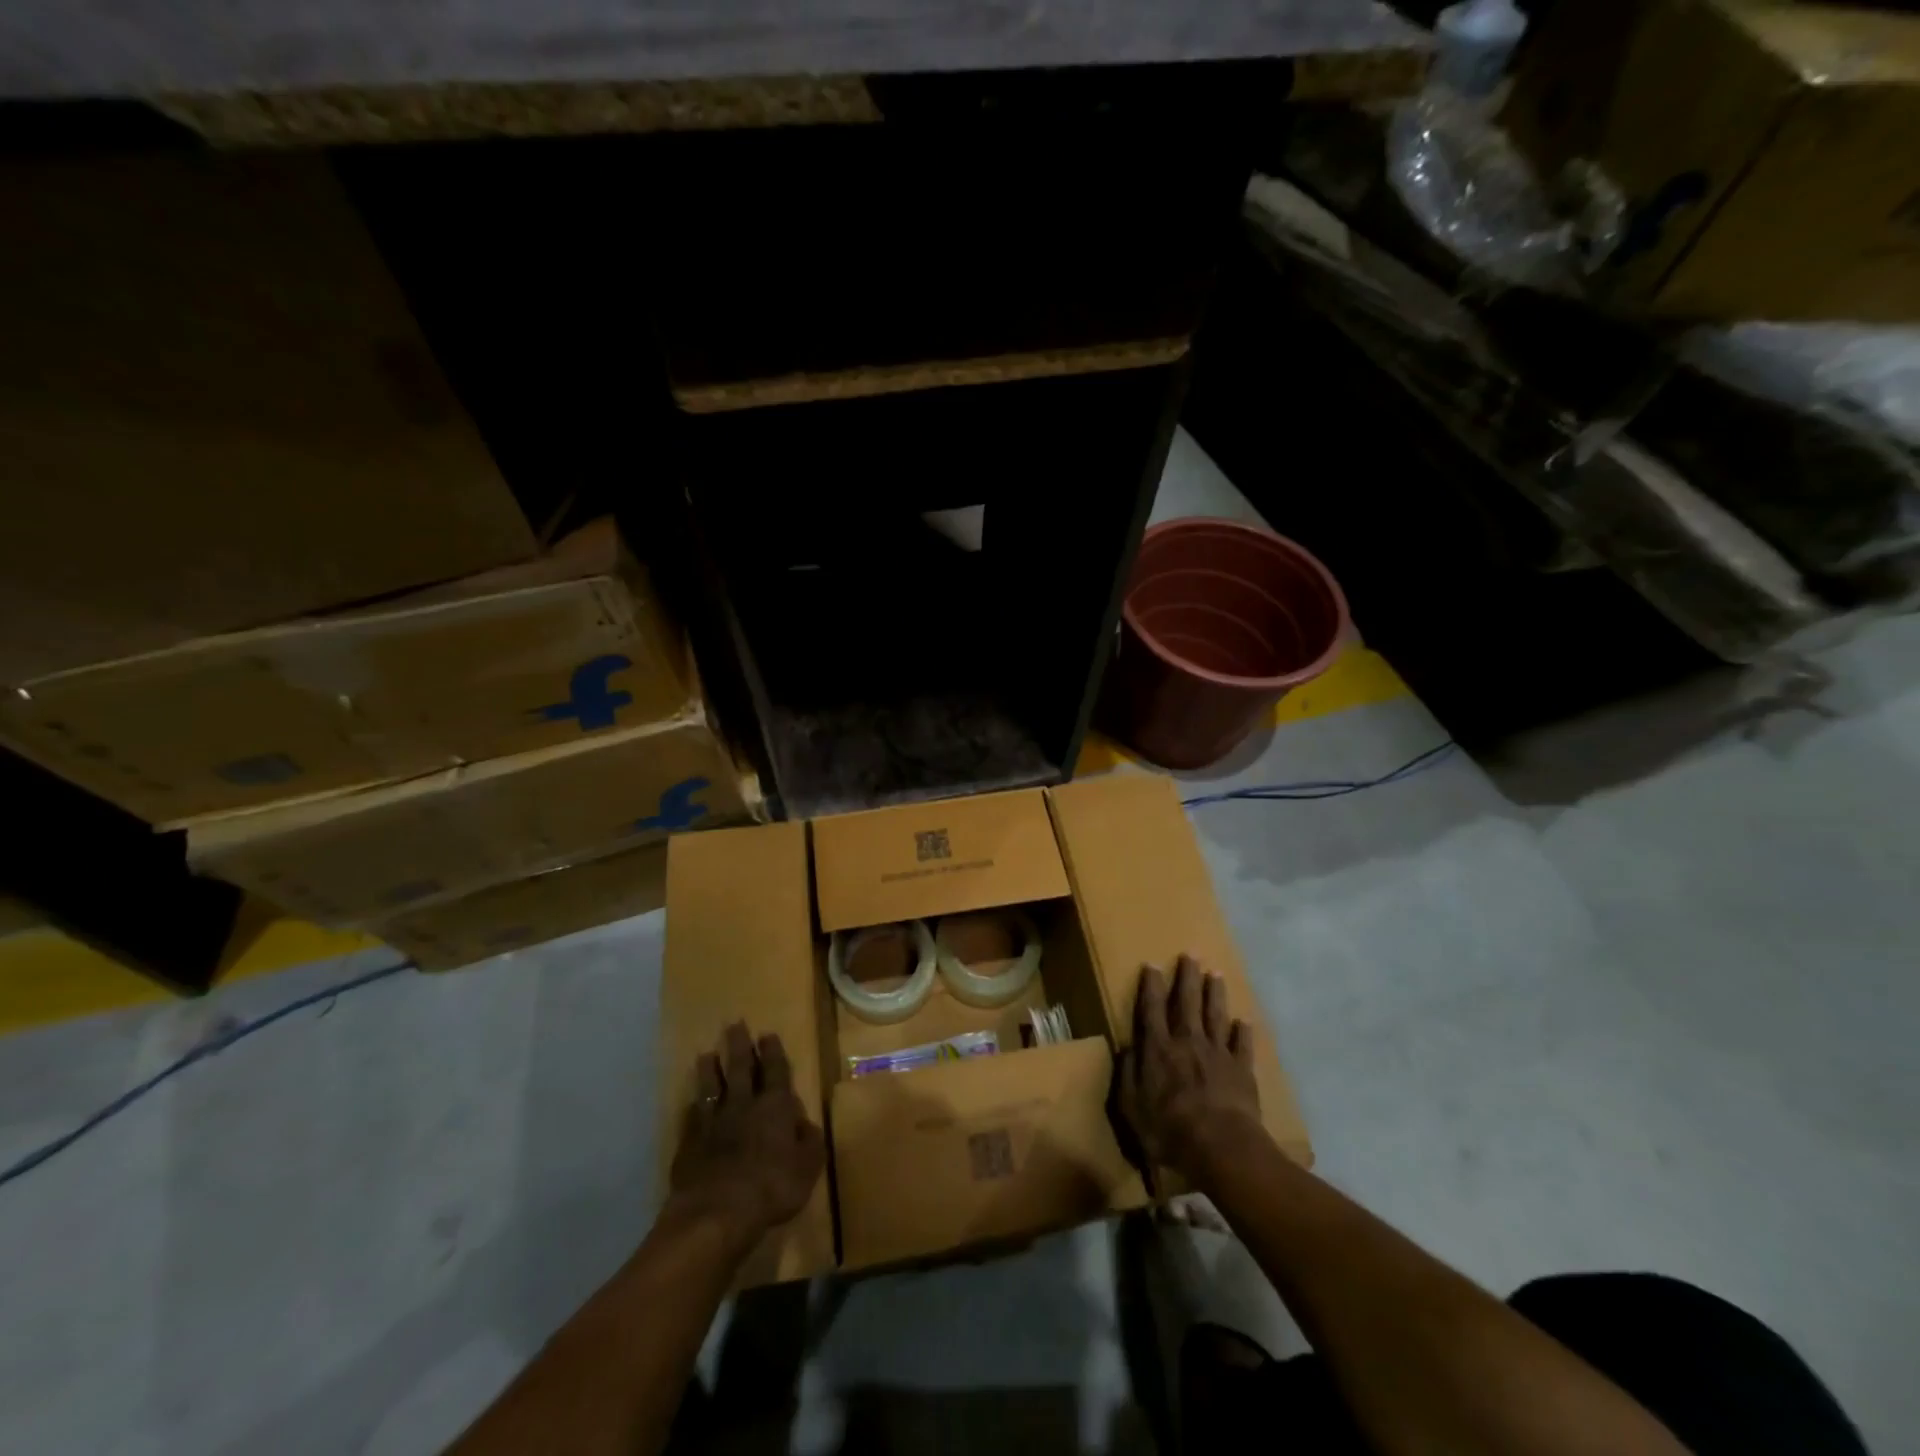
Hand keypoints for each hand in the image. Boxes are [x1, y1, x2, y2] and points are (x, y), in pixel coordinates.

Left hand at [668, 1022, 824, 1248]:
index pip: (776, 1071)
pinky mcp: (689, 1144)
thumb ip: (809, 1141)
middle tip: (735, 1024)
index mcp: (775, 1107)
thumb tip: (804, 1123)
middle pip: (741, 1069)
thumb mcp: (807, 1167)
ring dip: (710, 1070)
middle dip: (740, 1046)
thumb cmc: (772, 1187)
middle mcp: (743, 1105)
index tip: (767, 1033)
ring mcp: (713, 1123)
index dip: (773, 1052)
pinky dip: (693, 1107)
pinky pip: (692, 1117)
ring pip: (711, 1087)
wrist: (716, 1212)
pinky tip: (691, 1103)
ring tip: (707, 1054)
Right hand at [1117, 955, 1262, 1183]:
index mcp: (1159, 1049)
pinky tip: (1244, 1021)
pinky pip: (1242, 1045)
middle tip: (1190, 954)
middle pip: (1187, 1003)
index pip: (1152, 1010)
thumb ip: (1128, 1074)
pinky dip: (1242, 1032)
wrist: (1221, 1147)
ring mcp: (1217, 1054)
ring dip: (1215, 993)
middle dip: (1187, 977)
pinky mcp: (1242, 1070)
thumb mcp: (1132, 1107)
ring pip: (1215, 1015)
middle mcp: (1187, 1042)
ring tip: (1215, 973)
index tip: (1153, 964)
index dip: (1152, 986)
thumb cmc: (1169, 1130)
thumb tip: (1128, 1047)